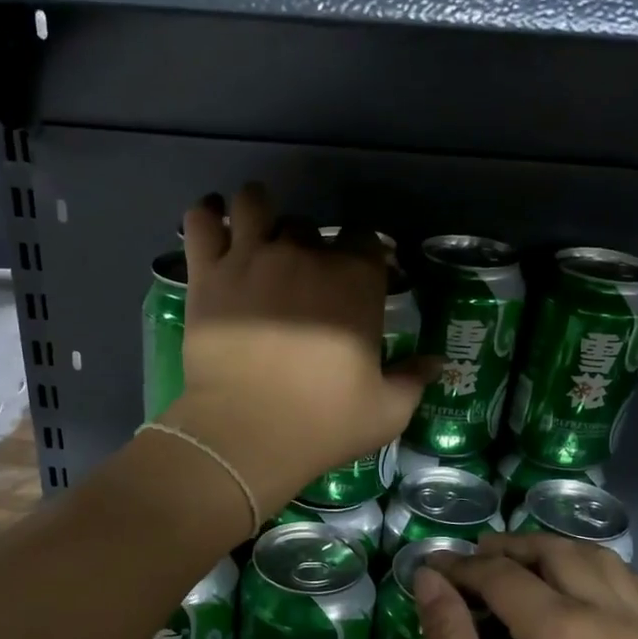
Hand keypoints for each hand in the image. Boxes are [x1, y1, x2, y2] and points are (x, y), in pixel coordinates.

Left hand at [162, 184, 438, 510]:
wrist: (247, 435)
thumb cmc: (323, 424)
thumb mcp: (386, 411)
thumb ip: (413, 379)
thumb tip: (436, 362)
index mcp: (354, 281)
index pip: (366, 239)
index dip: (362, 254)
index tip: (357, 277)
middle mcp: (304, 255)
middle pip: (307, 226)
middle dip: (306, 245)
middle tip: (299, 279)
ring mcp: (251, 259)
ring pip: (254, 203)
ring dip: (258, 213)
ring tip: (255, 235)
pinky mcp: (208, 275)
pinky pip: (200, 222)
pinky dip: (206, 216)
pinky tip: (213, 224)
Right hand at [416, 534, 637, 638]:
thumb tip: (429, 581)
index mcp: (558, 629)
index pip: (501, 574)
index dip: (461, 566)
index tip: (433, 569)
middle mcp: (606, 613)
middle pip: (554, 552)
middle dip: (508, 548)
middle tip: (475, 562)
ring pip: (600, 558)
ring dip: (557, 550)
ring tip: (526, 565)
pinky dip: (614, 575)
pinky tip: (591, 589)